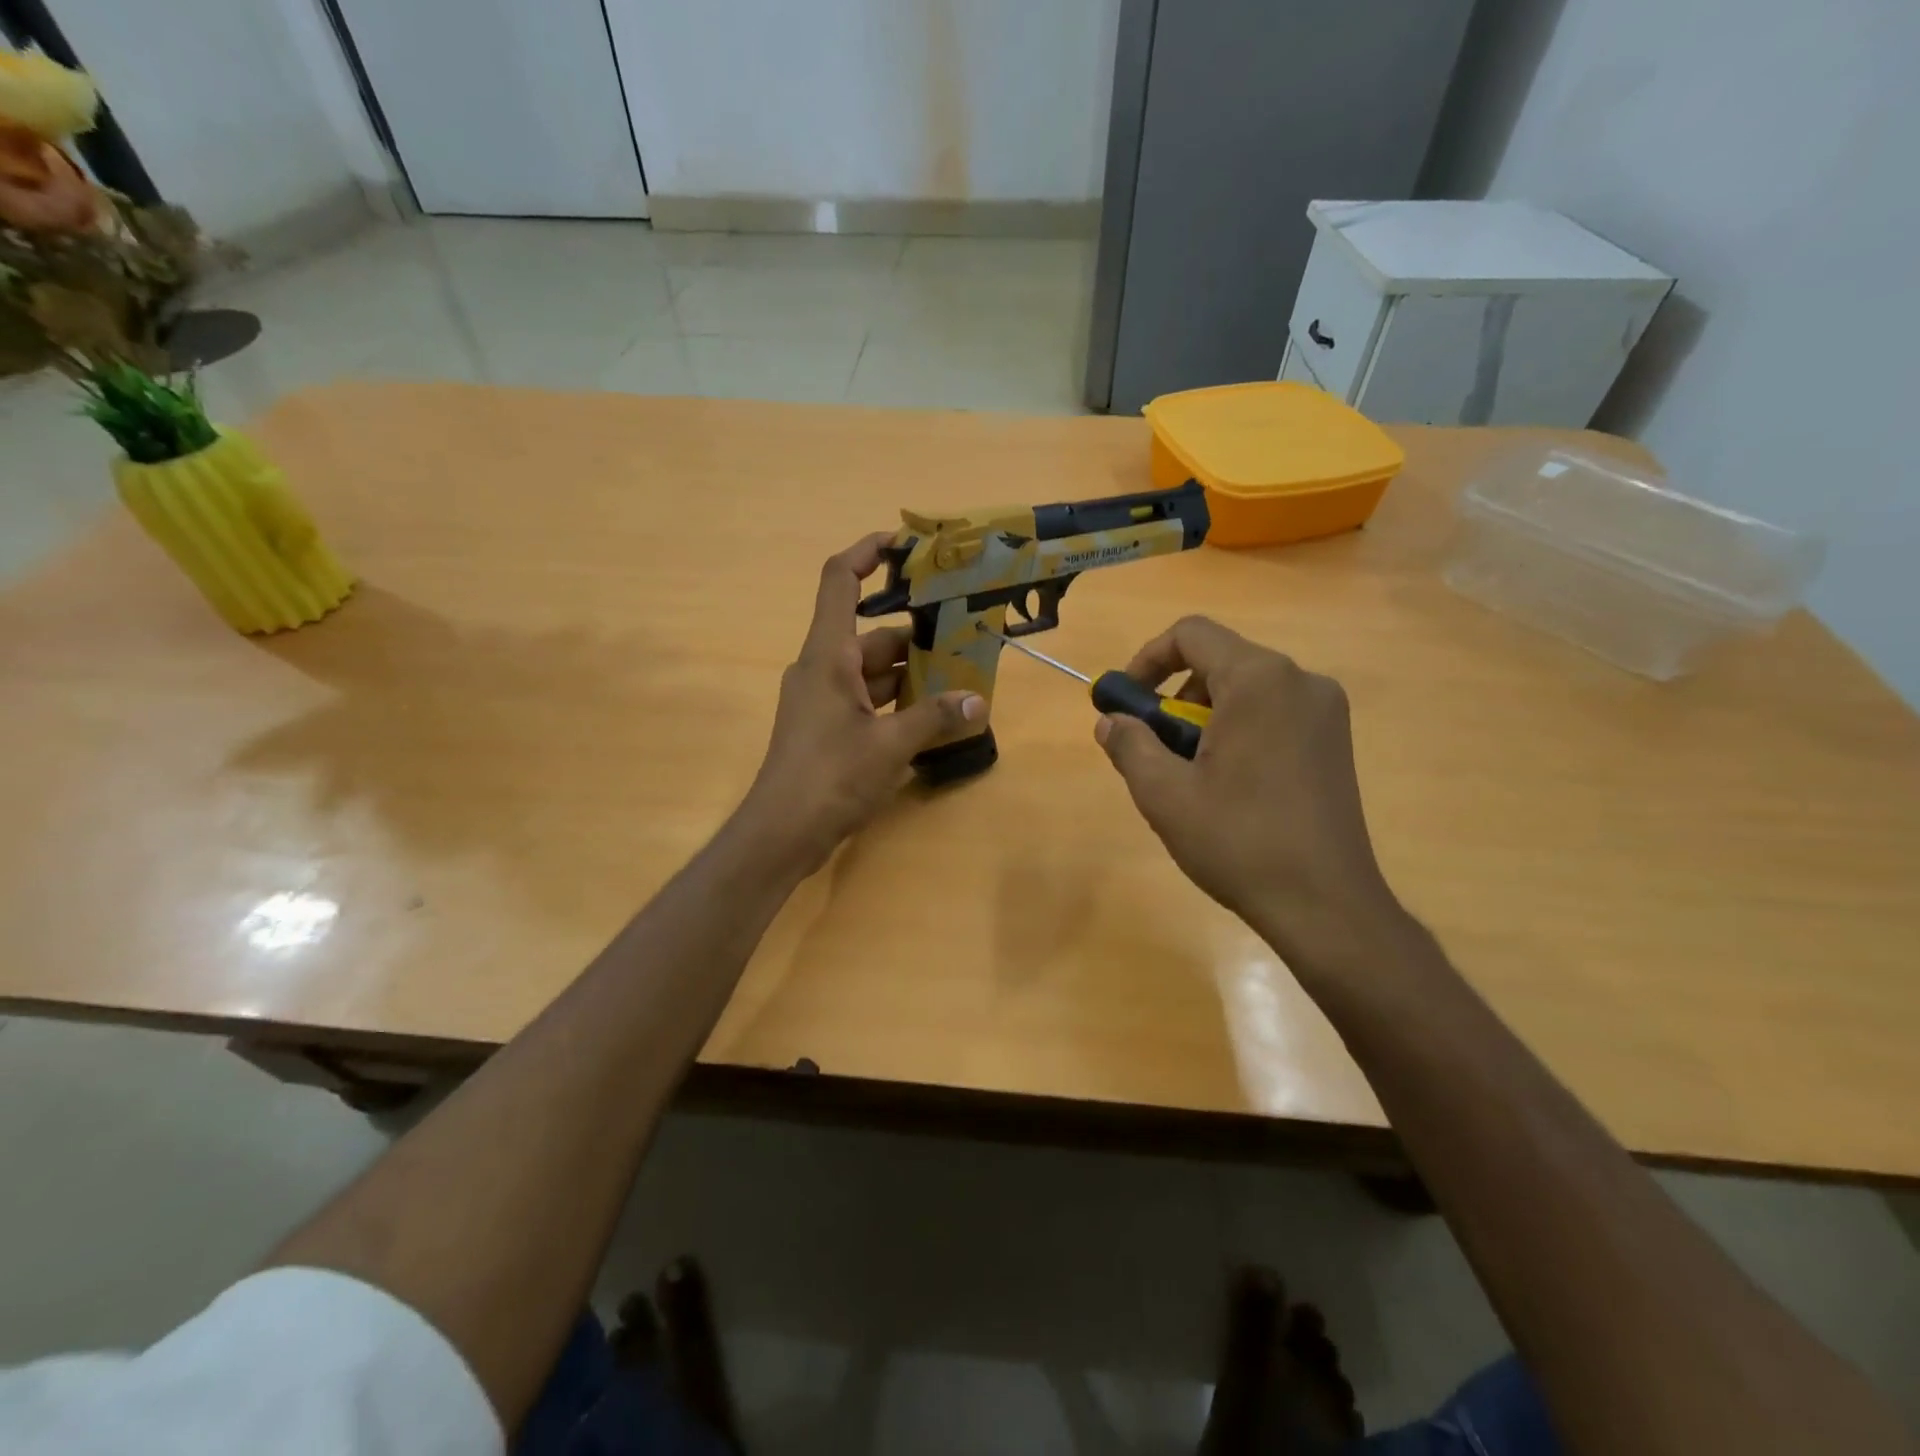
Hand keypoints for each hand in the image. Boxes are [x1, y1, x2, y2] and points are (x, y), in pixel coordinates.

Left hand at [741, 534, 984, 874]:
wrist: (781, 833)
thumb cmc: (830, 776)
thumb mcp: (890, 745)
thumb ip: (934, 717)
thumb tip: (977, 701)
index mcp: (828, 655)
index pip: (841, 581)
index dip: (868, 552)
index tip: (905, 543)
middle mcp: (821, 668)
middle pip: (871, 635)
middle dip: (916, 635)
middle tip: (963, 635)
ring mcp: (821, 700)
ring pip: (871, 672)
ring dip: (910, 675)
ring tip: (959, 679)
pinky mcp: (826, 728)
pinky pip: (865, 700)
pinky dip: (895, 702)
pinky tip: (931, 717)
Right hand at [1095, 616, 1400, 964]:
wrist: (1326, 904)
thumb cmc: (1238, 841)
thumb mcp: (1164, 794)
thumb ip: (1129, 745)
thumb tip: (1110, 722)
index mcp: (1259, 680)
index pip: (1191, 634)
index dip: (1147, 660)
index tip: (1127, 703)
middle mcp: (1299, 680)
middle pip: (1219, 661)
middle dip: (1175, 696)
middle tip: (1158, 749)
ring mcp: (1326, 711)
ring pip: (1246, 689)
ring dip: (1205, 716)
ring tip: (1192, 774)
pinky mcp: (1335, 740)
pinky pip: (1273, 713)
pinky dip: (1238, 730)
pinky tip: (1230, 784)